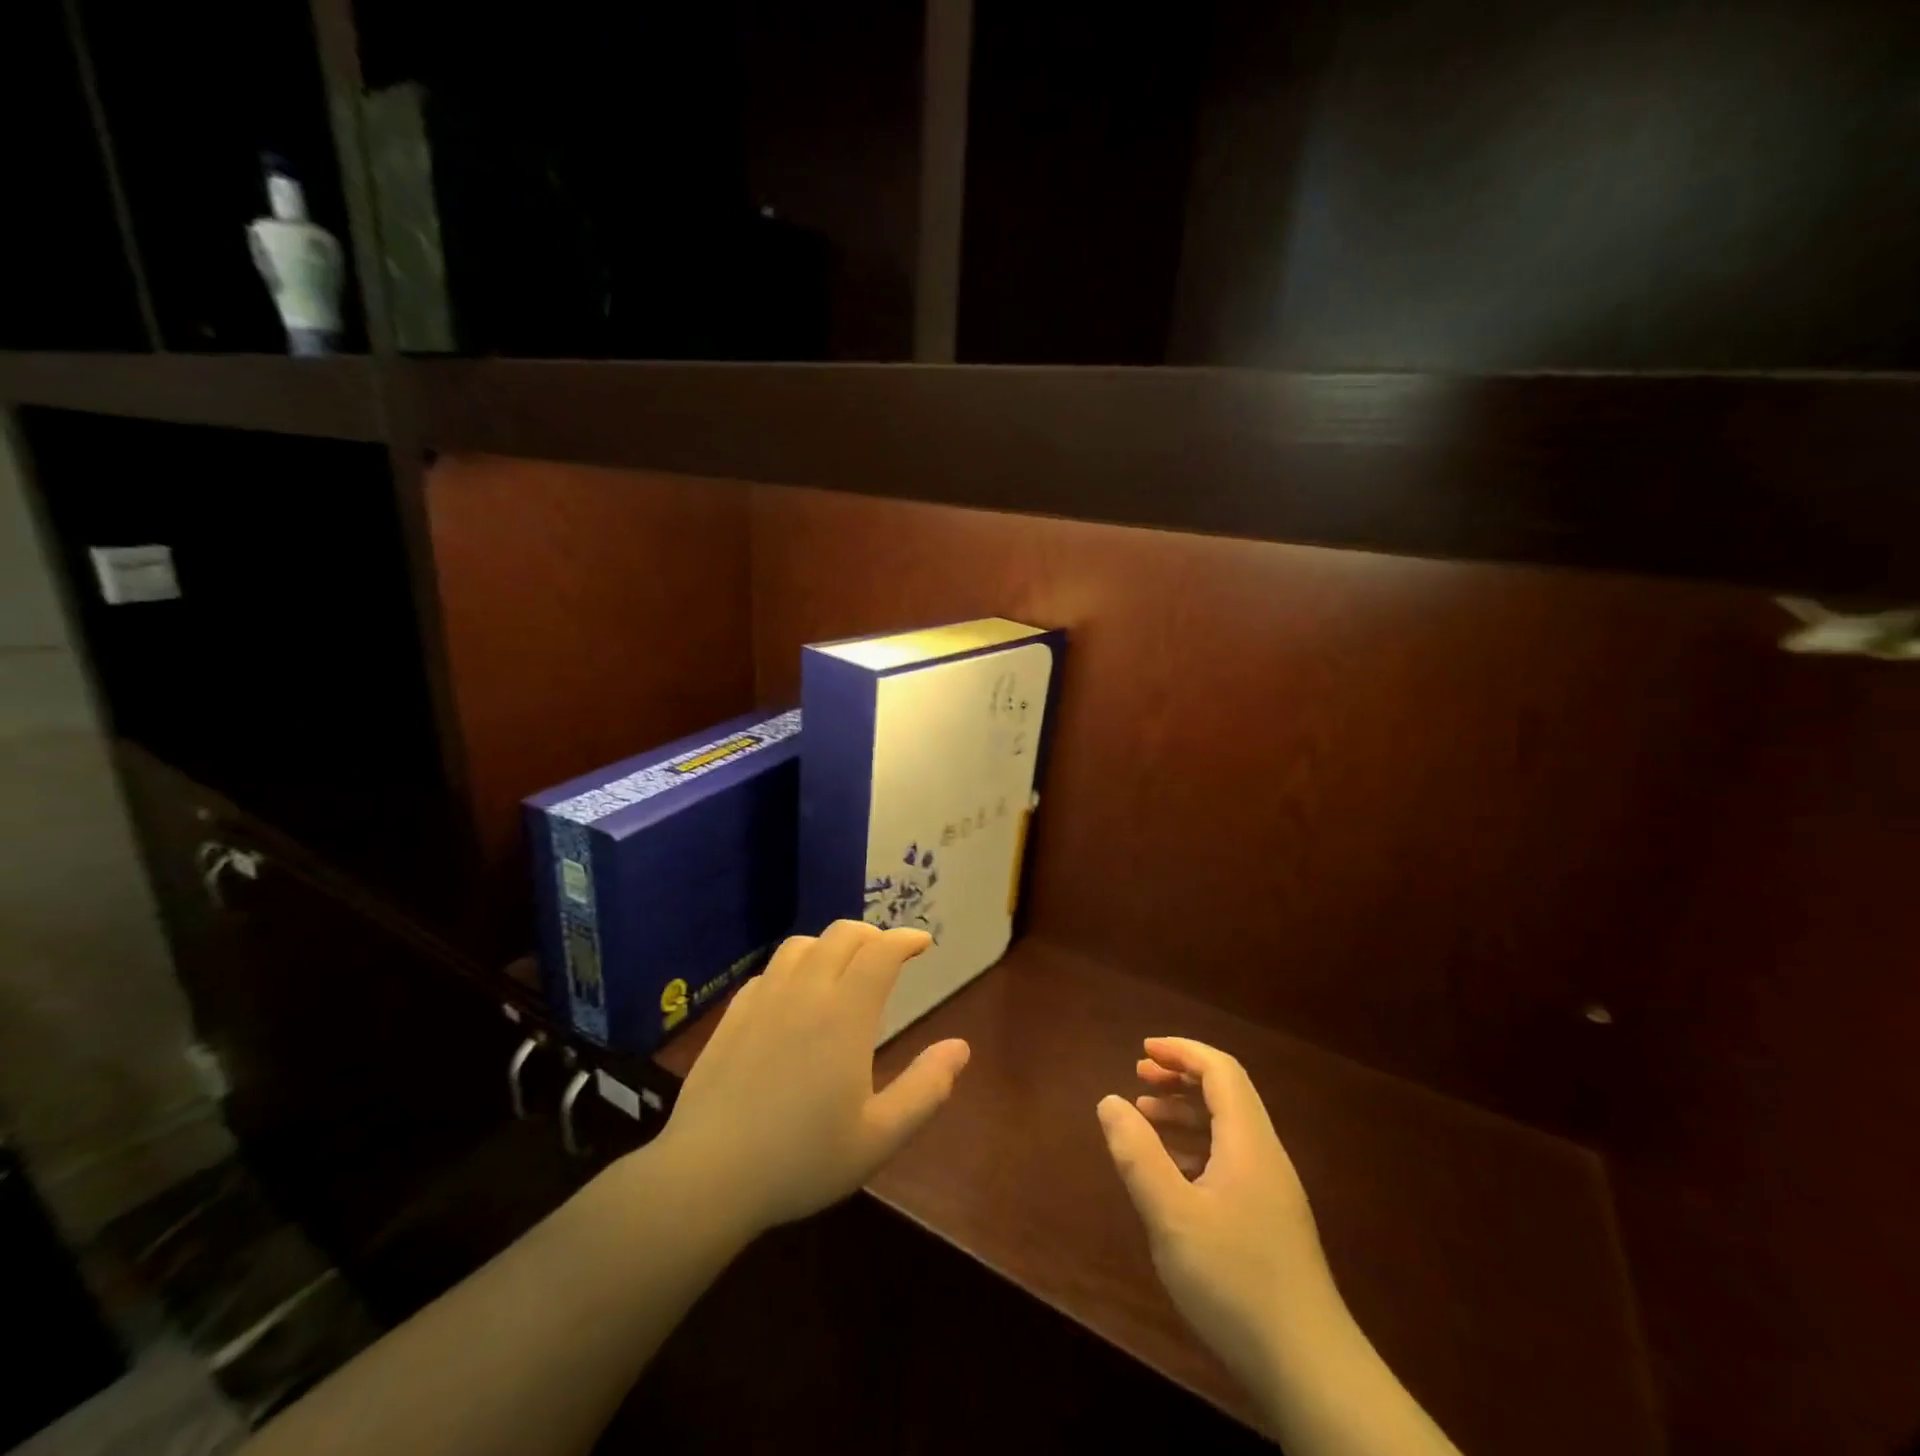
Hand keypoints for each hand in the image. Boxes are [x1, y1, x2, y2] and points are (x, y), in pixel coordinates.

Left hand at [657, 920, 970, 1236]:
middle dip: (872, 935)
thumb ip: (925, 1089)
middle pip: (842, 935)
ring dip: (830, 945)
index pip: (881, 952)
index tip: (922, 942)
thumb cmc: (801, 1160)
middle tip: (887, 955)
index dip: (905, 939)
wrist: (708, 1177)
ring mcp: (763, 1000)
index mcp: (845, 1014)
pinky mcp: (732, 1016)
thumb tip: (960, 1047)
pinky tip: (793, 995)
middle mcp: (805, 992)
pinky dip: (793, 967)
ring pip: (801, 945)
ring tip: (843, 967)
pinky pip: (769, 971)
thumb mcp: (879, 1137)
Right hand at [1097, 1037, 1328, 1389]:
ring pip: (1228, 1129)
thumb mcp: (1171, 1215)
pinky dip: (1197, 1147)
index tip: (1143, 1051)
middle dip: (1181, 1077)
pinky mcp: (1270, 1221)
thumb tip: (1110, 1101)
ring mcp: (1272, 1190)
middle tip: (1138, 1078)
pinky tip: (1172, 1172)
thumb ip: (1137, 1154)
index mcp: (1248, 1142)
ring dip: (1186, 1112)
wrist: (1311, 1370)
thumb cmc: (1235, 1282)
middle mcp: (1265, 1155)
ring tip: (1144, 1118)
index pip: (1220, 1070)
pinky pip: (1231, 1160)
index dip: (1182, 1051)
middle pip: (1226, 1093)